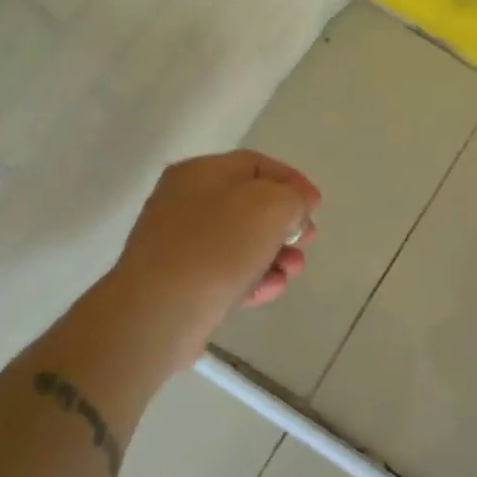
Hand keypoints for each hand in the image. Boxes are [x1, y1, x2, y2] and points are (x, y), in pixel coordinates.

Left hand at [115, 151, 318, 334]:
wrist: (160, 311)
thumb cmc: (219, 246)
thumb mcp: (273, 206)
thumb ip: (294, 198)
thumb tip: (296, 206)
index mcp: (201, 171)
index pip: (257, 164)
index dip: (292, 181)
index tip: (316, 207)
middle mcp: (184, 200)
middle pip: (249, 205)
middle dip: (285, 224)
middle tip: (307, 241)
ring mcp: (177, 242)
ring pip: (239, 242)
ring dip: (274, 255)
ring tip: (291, 272)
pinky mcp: (178, 281)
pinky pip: (223, 272)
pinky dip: (251, 278)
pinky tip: (269, 290)